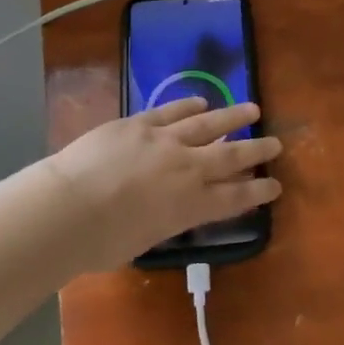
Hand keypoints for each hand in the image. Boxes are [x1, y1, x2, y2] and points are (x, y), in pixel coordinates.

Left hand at [41, 98, 281, 272]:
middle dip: (256, 150)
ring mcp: (164, 141)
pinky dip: (188, 105)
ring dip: (233, 117)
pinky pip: (170, 111)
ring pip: (208, 125)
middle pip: (230, 157)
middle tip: (276, 143)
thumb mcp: (145, 240)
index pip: (234, 198)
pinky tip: (202, 102)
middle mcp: (186, 170)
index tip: (275, 185)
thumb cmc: (101, 242)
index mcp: (190, 206)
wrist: (68, 209)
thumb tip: (168, 209)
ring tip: (253, 110)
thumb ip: (164, 220)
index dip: (258, 192)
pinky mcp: (139, 124)